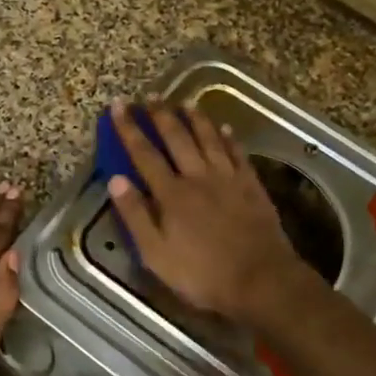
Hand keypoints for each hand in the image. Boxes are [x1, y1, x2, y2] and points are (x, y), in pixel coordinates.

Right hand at [106, 98, 306, 320]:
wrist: (260, 280)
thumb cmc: (201, 274)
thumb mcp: (156, 254)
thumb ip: (135, 215)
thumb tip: (115, 179)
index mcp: (171, 194)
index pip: (144, 154)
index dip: (129, 129)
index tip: (118, 105)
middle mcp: (198, 177)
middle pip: (177, 138)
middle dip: (161, 115)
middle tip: (150, 96)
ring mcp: (228, 179)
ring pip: (209, 139)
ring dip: (196, 119)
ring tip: (185, 102)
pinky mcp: (252, 186)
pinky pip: (238, 154)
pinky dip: (230, 138)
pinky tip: (225, 128)